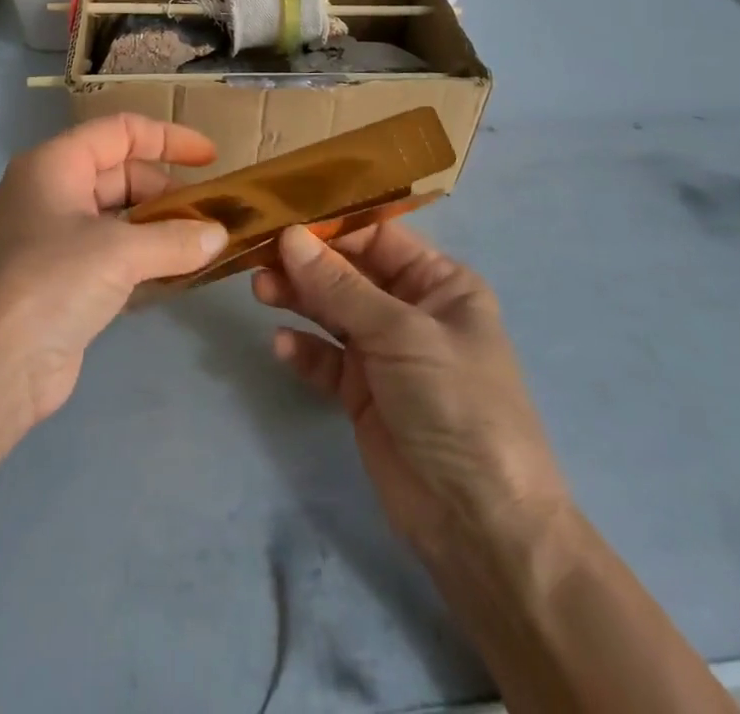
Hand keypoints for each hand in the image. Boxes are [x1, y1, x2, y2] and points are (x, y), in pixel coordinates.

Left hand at [0, 114, 225, 430]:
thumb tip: (219, 236)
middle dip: (168, 191)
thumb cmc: (50, 283)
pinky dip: (145, 259)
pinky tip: (179, 275)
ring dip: (161, 228)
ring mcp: (55, 238)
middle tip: (212, 218)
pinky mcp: (62, 280)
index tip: (213, 159)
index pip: (120, 132)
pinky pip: (113, 254)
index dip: (169, 139)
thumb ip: (175, 239)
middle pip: (122, 174)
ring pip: (119, 217)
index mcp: (56, 165)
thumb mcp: (119, 253)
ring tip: (205, 245)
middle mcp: (53, 192)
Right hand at [254, 222, 567, 562]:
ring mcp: (385, 353)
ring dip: (298, 299)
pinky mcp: (362, 392)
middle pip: (348, 272)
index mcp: (439, 283)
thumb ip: (339, 286)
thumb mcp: (401, 334)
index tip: (282, 215)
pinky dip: (304, 350)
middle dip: (306, 263)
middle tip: (260, 255)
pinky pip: (325, 358)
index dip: (331, 226)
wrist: (479, 524)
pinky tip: (283, 346)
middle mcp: (411, 309)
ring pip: (331, 311)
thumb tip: (289, 236)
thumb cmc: (456, 403)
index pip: (377, 237)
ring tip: (260, 290)